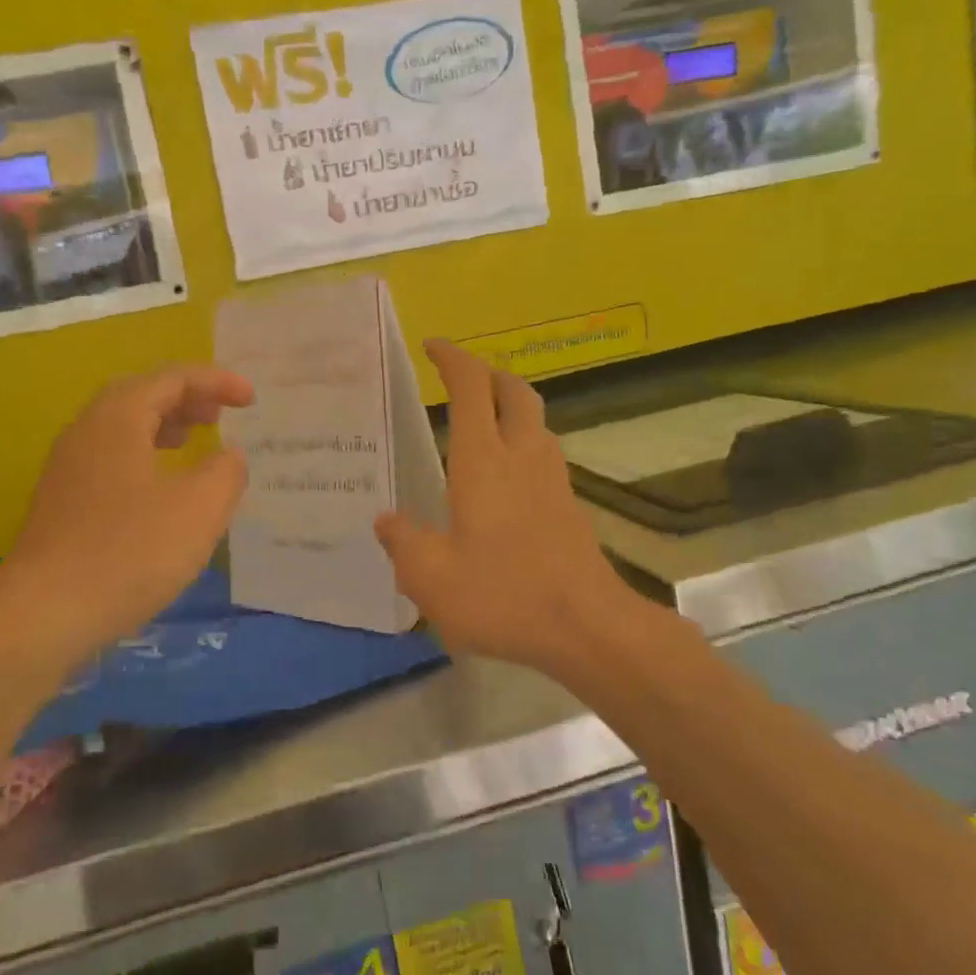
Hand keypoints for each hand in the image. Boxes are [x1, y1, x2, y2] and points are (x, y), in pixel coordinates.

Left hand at [3, 364, 253, 650]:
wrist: (44, 615)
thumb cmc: (130, 553)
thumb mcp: (200, 509)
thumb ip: (226, 471)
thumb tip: (228, 455)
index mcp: (118, 419)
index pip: (172, 378)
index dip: (216, 382)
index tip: (251, 399)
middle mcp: (86, 432)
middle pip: (141, 395)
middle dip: (186, 398)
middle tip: (220, 415)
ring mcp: (68, 468)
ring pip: (122, 428)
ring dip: (163, 425)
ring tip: (194, 440)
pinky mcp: (62, 503)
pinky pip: (111, 458)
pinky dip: (145, 455)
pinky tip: (161, 489)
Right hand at [375, 341, 646, 680]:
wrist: (588, 627)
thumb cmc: (503, 595)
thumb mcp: (430, 578)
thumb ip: (403, 543)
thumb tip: (387, 520)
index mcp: (483, 461)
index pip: (471, 388)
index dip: (453, 359)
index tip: (433, 347)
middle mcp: (522, 456)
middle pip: (514, 391)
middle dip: (488, 373)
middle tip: (461, 379)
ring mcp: (552, 479)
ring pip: (536, 420)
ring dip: (510, 405)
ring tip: (482, 422)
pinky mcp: (569, 505)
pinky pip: (544, 453)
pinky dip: (522, 442)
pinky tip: (505, 477)